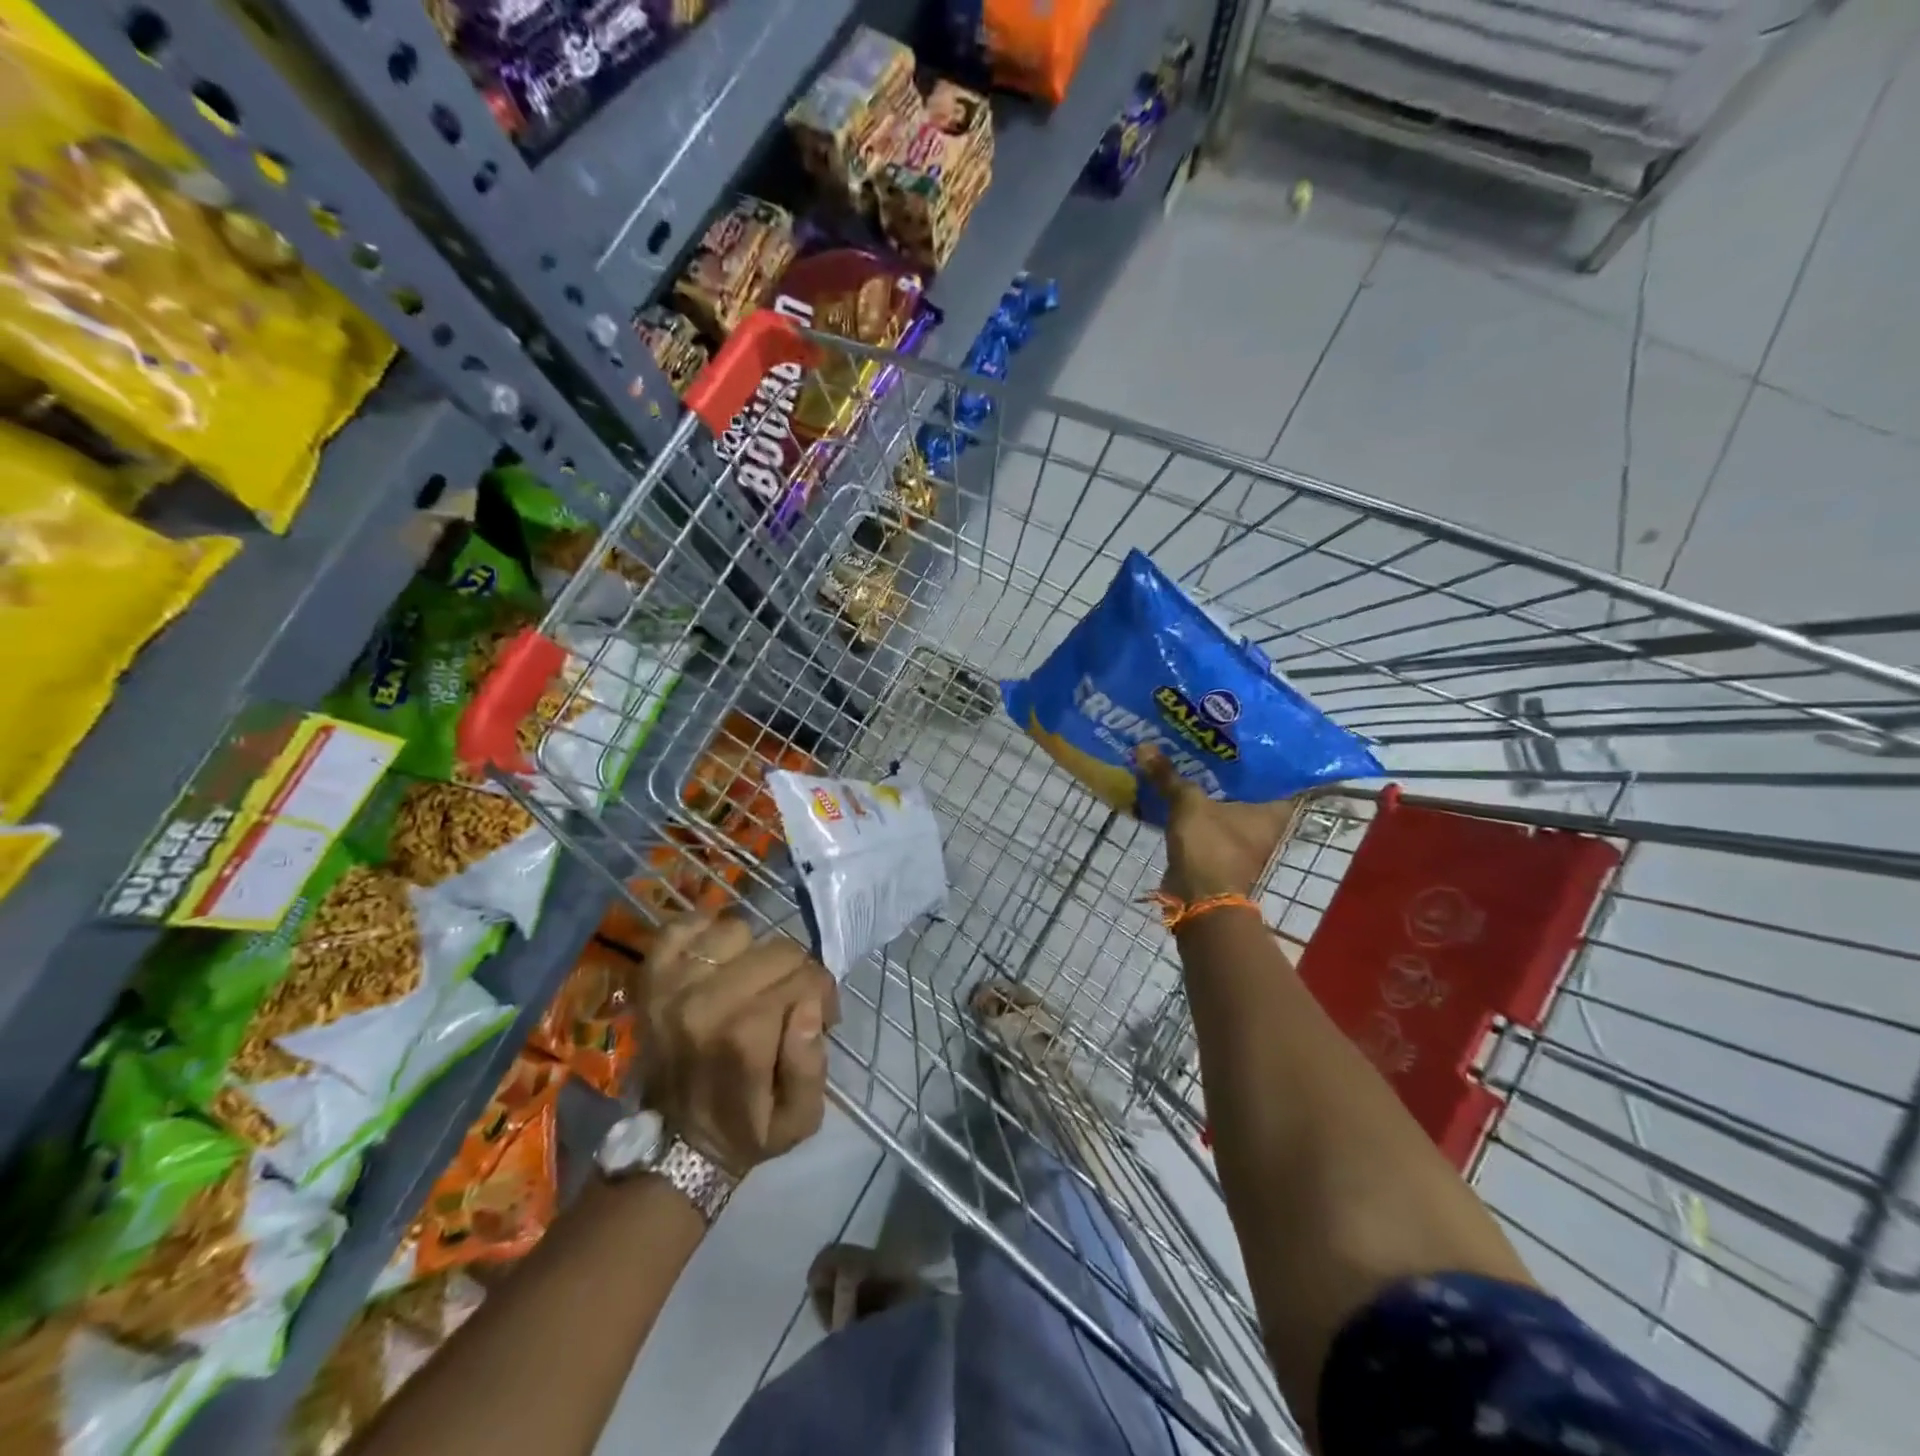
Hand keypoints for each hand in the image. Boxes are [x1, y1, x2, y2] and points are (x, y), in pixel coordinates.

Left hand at [644, 915, 837, 1177]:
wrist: (677, 1146)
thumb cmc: (747, 1130)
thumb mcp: (800, 1119)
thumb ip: (812, 1065)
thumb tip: (810, 1007)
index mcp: (743, 1038)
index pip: (806, 978)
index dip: (823, 995)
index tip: (821, 1018)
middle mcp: (704, 1003)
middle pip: (778, 950)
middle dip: (796, 972)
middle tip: (792, 1001)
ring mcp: (672, 987)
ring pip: (737, 932)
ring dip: (753, 953)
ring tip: (752, 981)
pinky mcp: (650, 980)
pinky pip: (681, 928)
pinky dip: (702, 934)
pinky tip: (716, 960)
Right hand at [1137, 745, 1296, 902]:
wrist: (1199, 898)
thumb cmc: (1210, 846)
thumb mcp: (1188, 803)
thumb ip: (1168, 776)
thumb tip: (1144, 746)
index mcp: (1274, 809)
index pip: (1277, 770)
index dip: (1260, 749)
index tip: (1242, 731)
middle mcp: (1265, 822)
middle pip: (1247, 785)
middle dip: (1226, 765)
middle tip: (1208, 737)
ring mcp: (1243, 837)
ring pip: (1225, 801)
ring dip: (1208, 785)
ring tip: (1188, 755)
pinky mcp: (1221, 848)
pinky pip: (1209, 818)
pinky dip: (1196, 806)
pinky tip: (1177, 787)